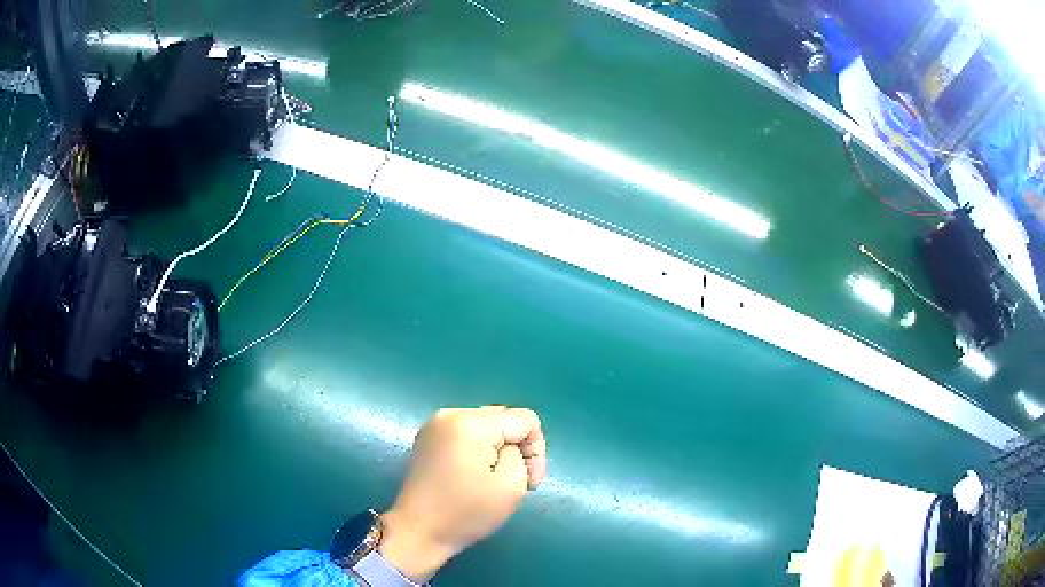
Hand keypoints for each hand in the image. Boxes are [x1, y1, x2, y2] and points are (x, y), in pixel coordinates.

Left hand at [378, 406, 546, 581]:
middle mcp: (450, 414)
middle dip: (517, 448)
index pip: (525, 420)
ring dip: (498, 449)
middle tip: (515, 482)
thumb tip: (512, 446)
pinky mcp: (428, 438)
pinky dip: (479, 450)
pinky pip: (467, 433)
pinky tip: (473, 475)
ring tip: (492, 480)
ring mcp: (435, 425)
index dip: (536, 450)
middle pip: (504, 419)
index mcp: (470, 423)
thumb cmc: (465, 514)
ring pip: (487, 425)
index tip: (529, 482)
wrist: (418, 531)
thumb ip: (521, 454)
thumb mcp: (511, 486)